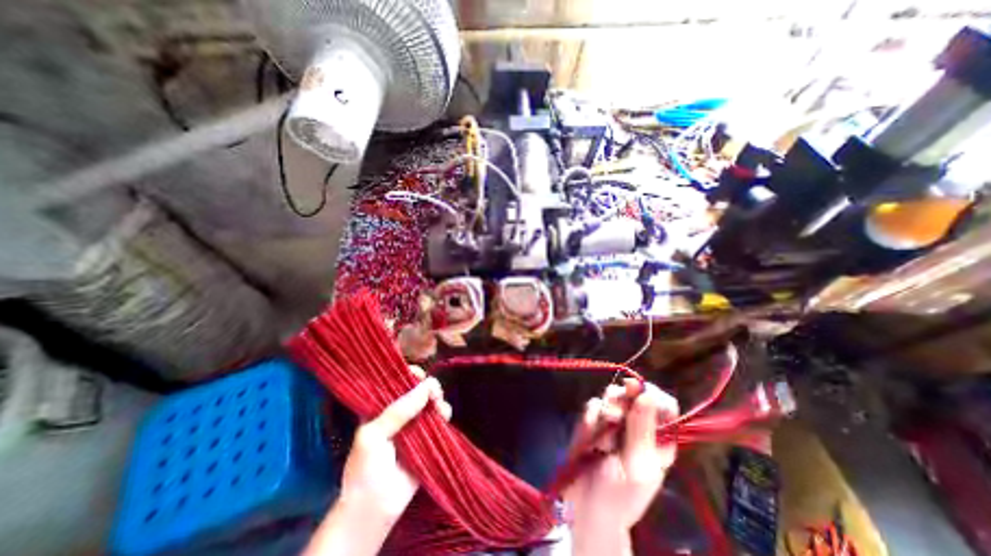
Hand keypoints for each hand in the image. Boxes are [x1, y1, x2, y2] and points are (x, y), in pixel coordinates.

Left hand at [340, 366, 452, 522]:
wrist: (375, 509)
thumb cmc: (365, 469)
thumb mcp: (373, 435)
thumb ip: (398, 410)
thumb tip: (427, 386)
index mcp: (381, 408)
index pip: (396, 383)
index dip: (407, 374)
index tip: (418, 373)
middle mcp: (400, 412)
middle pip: (417, 390)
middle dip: (427, 386)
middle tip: (432, 390)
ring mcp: (416, 424)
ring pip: (431, 402)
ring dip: (437, 398)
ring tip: (437, 404)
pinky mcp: (430, 437)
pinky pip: (441, 419)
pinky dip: (445, 412)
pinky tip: (444, 415)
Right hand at [566, 377, 682, 555]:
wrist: (585, 508)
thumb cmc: (619, 496)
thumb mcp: (637, 467)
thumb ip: (641, 429)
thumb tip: (647, 393)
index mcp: (659, 438)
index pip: (663, 403)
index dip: (651, 394)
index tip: (636, 394)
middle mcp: (637, 424)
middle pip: (633, 392)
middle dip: (622, 400)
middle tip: (614, 415)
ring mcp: (613, 421)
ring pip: (611, 395)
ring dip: (605, 411)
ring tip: (602, 438)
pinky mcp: (593, 421)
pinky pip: (591, 406)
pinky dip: (589, 420)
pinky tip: (589, 441)